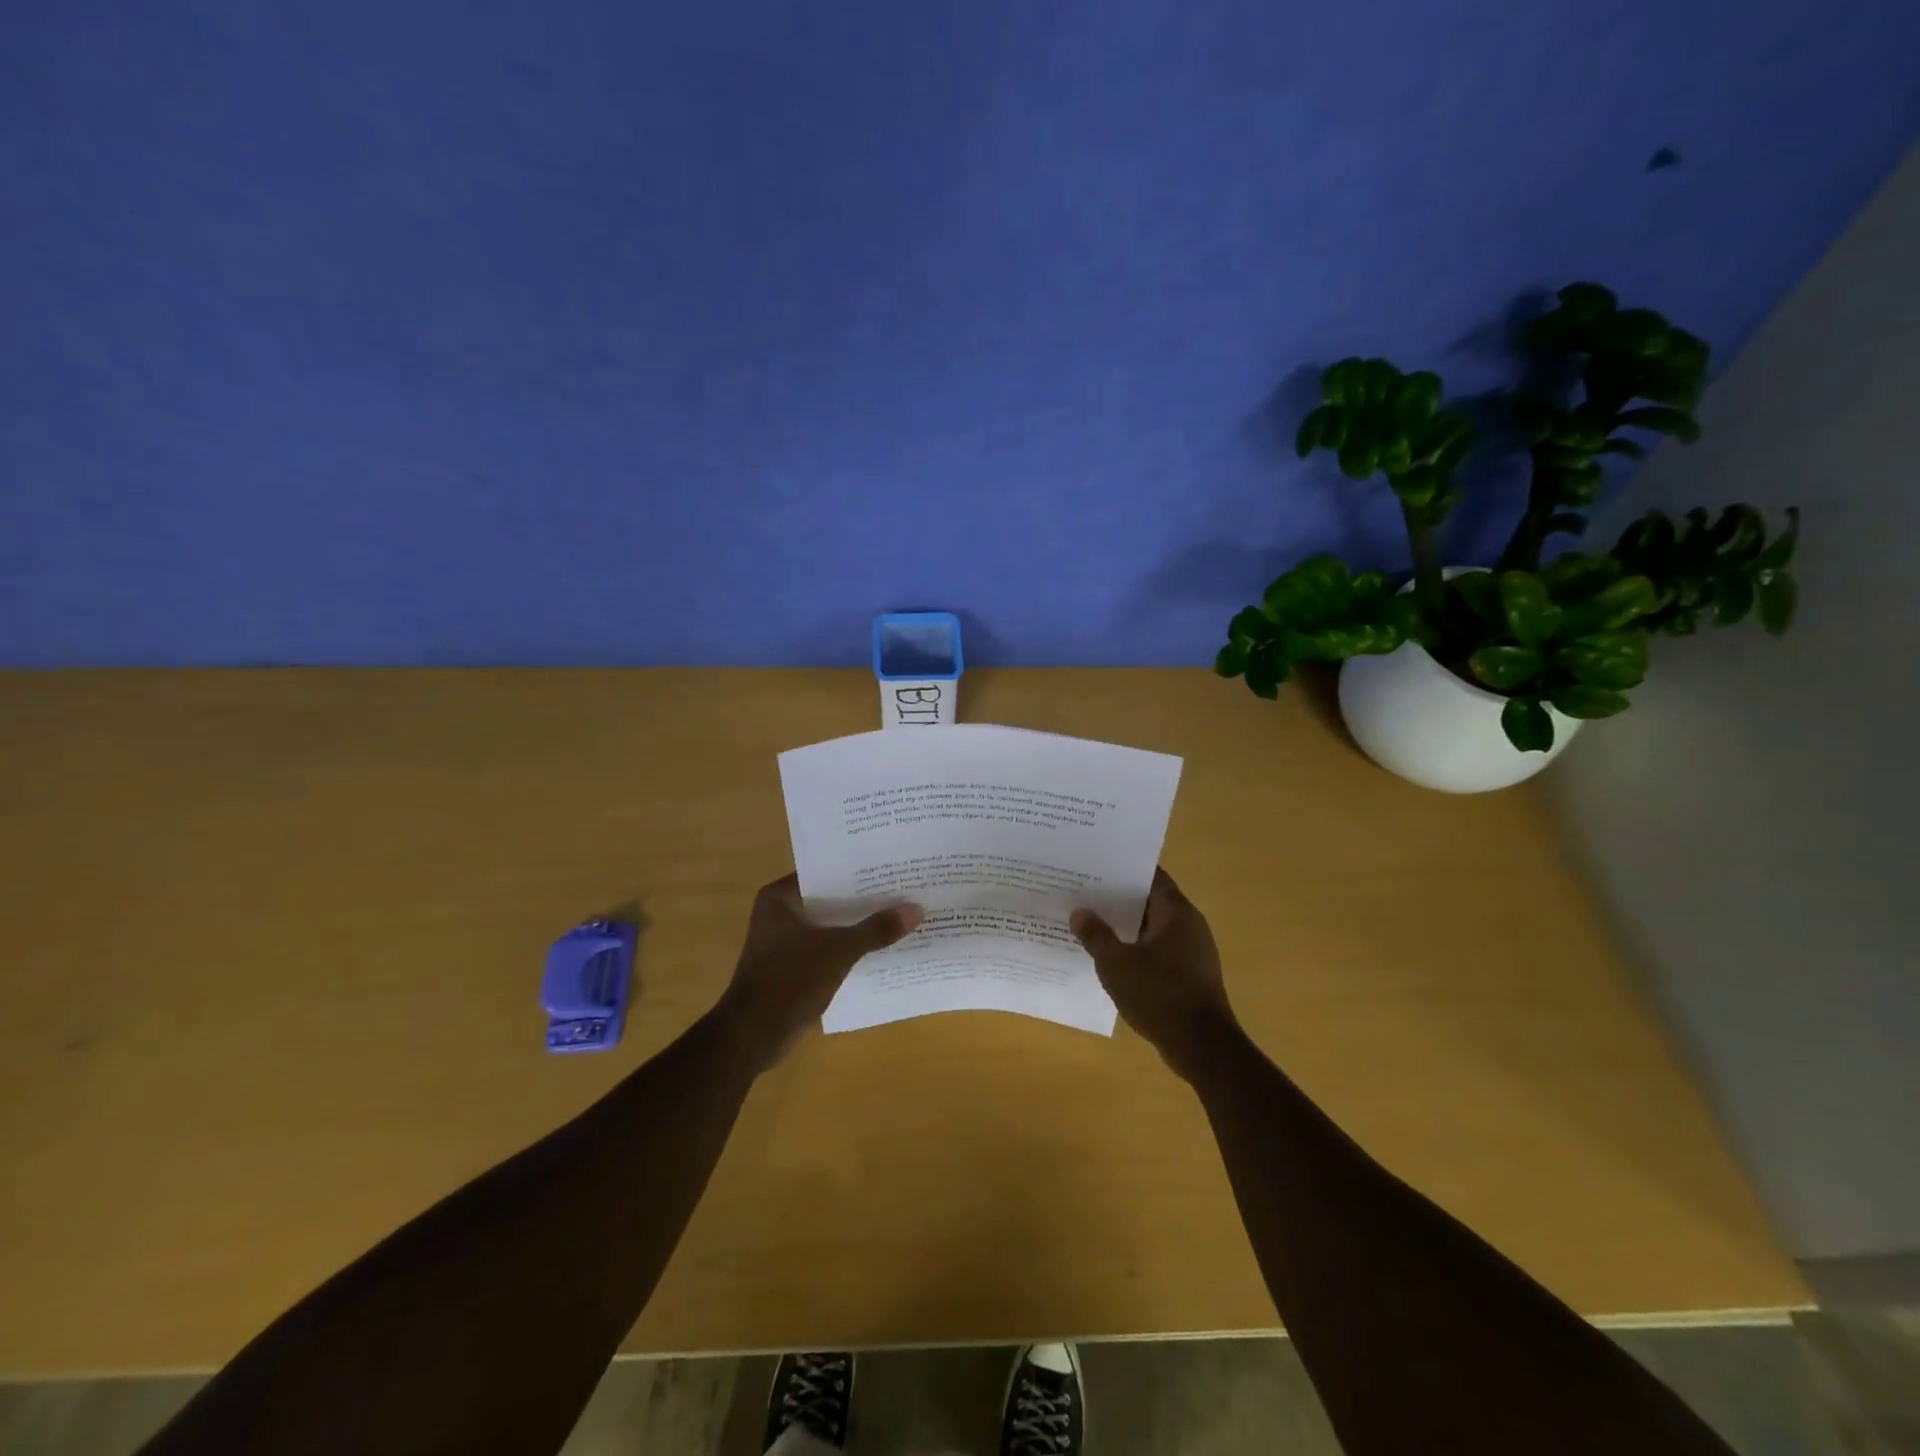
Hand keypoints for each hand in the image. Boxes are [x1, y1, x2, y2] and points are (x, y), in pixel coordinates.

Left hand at [716, 874, 922, 1070]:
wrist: (754, 1034)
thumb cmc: (790, 979)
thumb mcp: (840, 950)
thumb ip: (876, 929)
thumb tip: (916, 910)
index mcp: (780, 897)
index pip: (825, 872)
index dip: (857, 870)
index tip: (889, 866)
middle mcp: (779, 913)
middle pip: (830, 899)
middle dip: (863, 899)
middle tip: (902, 889)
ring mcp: (784, 942)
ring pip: (830, 926)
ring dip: (857, 926)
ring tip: (898, 916)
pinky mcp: (792, 967)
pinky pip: (827, 949)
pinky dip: (848, 949)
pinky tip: (880, 949)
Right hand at [1071, 867, 1239, 1083]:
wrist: (1202, 1047)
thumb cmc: (1159, 994)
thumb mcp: (1116, 964)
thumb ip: (1096, 935)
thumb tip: (1080, 913)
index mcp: (1176, 912)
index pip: (1151, 876)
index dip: (1124, 870)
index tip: (1096, 867)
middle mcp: (1190, 925)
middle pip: (1150, 902)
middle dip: (1119, 900)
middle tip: (1085, 895)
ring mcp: (1193, 952)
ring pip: (1153, 929)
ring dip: (1126, 928)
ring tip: (1092, 925)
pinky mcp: (1191, 976)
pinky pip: (1159, 953)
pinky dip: (1137, 951)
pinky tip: (1112, 960)